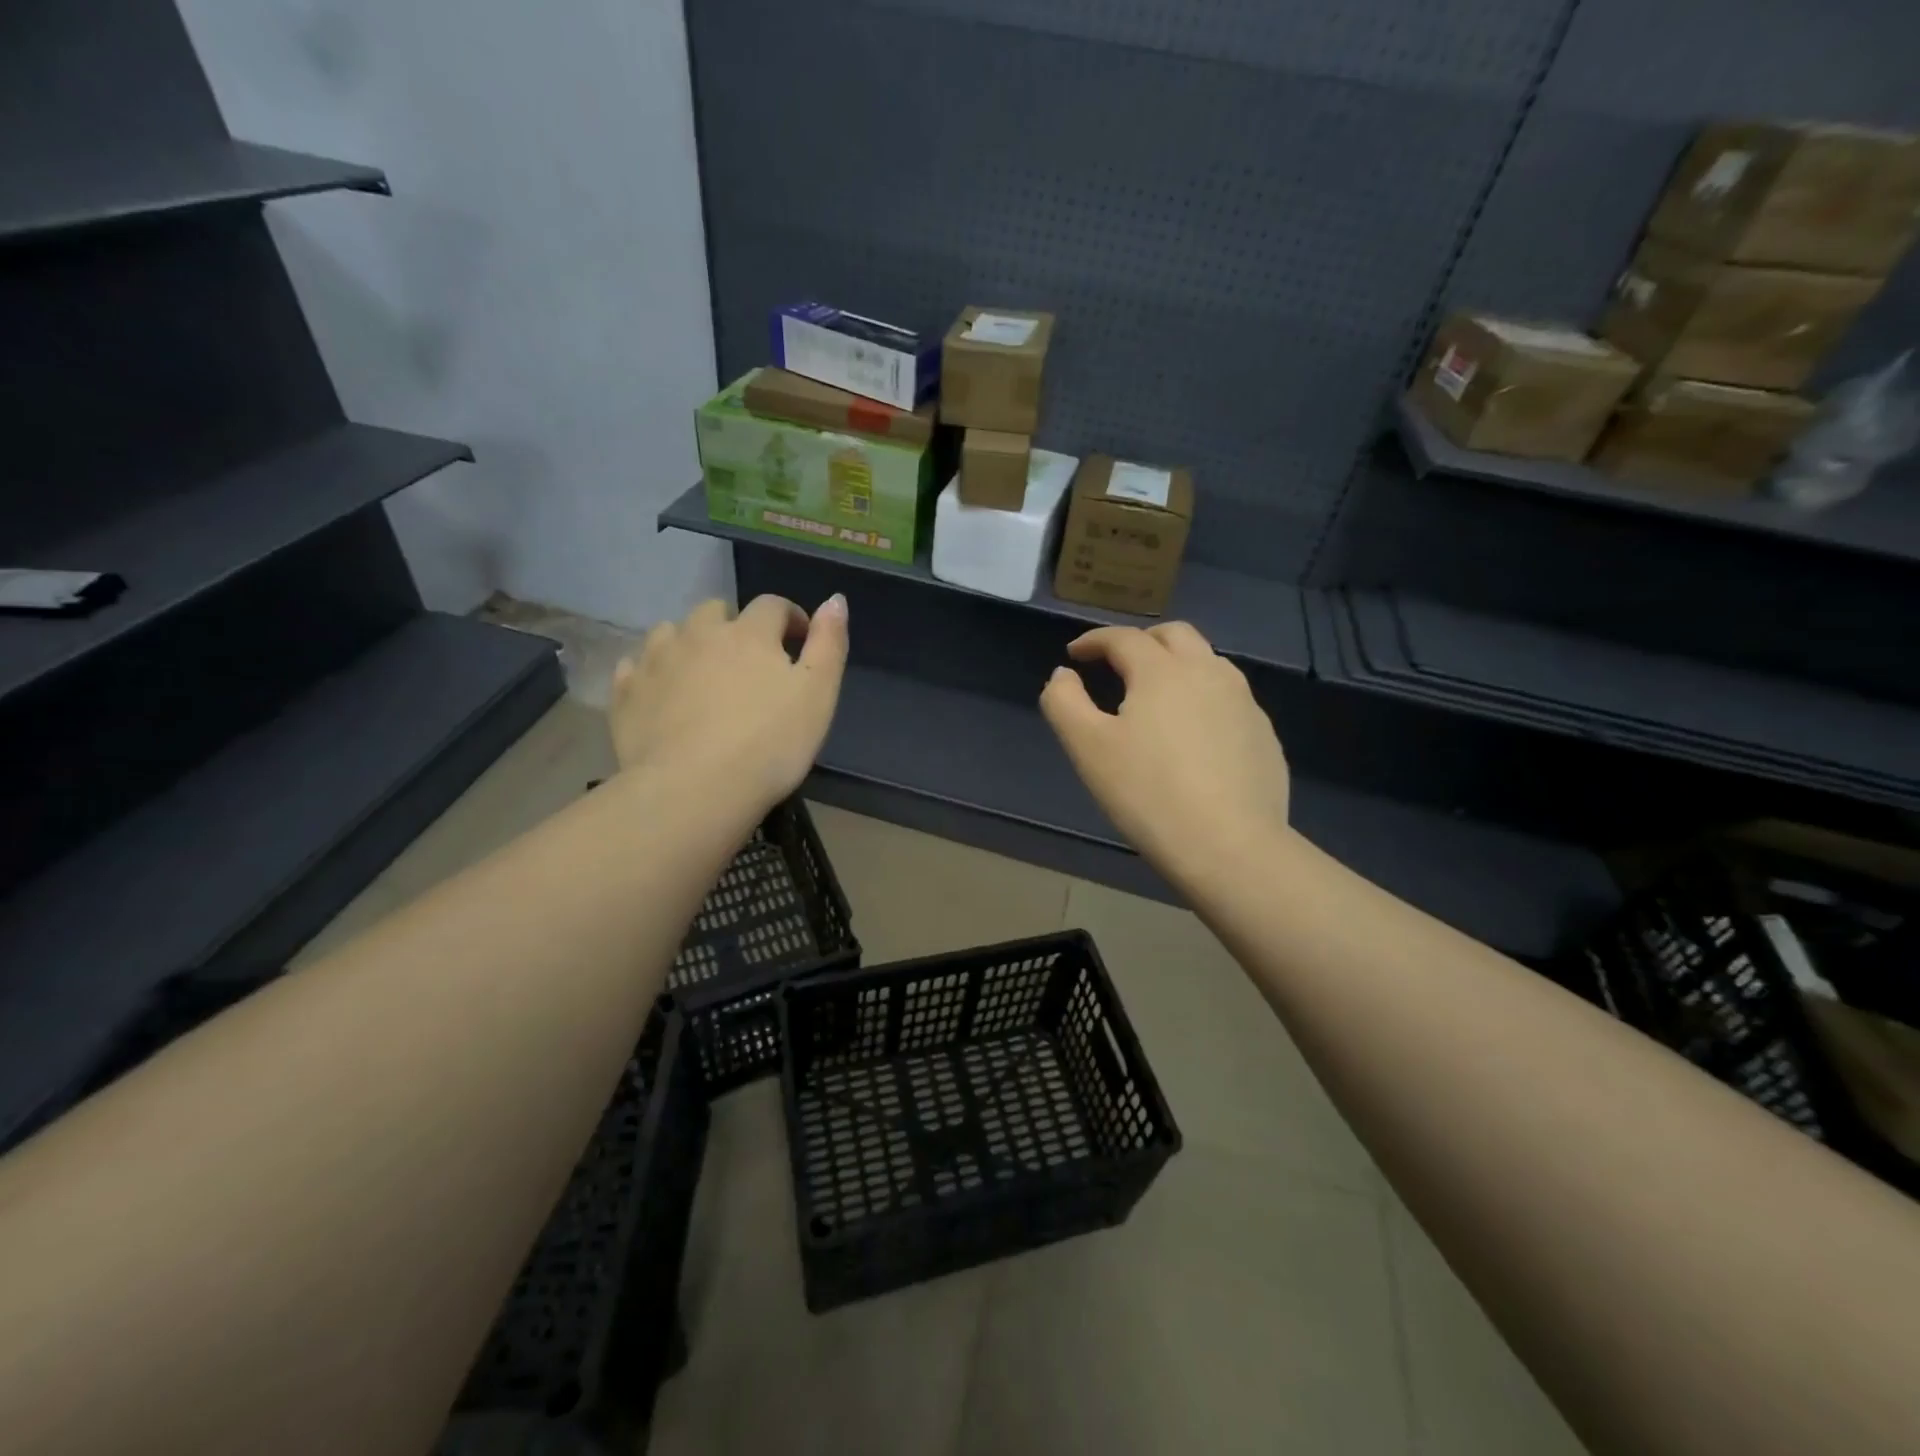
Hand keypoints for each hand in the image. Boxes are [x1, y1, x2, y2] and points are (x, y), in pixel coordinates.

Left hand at [609, 593, 847, 818]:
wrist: (693, 791)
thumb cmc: (769, 744)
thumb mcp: (818, 695)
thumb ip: (829, 643)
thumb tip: (835, 600)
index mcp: (749, 633)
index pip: (773, 606)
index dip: (790, 617)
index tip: (800, 640)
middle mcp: (698, 634)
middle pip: (716, 610)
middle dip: (735, 625)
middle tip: (749, 660)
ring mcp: (656, 661)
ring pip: (671, 632)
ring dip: (690, 642)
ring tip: (702, 673)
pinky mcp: (626, 693)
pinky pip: (636, 667)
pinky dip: (652, 672)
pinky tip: (662, 693)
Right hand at [1040, 623, 1291, 885]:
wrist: (1230, 846)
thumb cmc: (1148, 793)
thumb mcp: (1087, 748)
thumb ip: (1064, 702)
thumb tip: (1064, 675)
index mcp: (1162, 671)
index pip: (1123, 637)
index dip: (1094, 640)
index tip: (1075, 654)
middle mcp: (1208, 673)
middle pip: (1174, 635)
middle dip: (1141, 641)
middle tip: (1117, 664)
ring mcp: (1244, 702)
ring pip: (1208, 662)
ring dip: (1176, 664)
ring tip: (1156, 695)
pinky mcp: (1263, 734)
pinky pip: (1229, 698)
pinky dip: (1203, 697)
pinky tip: (1194, 734)